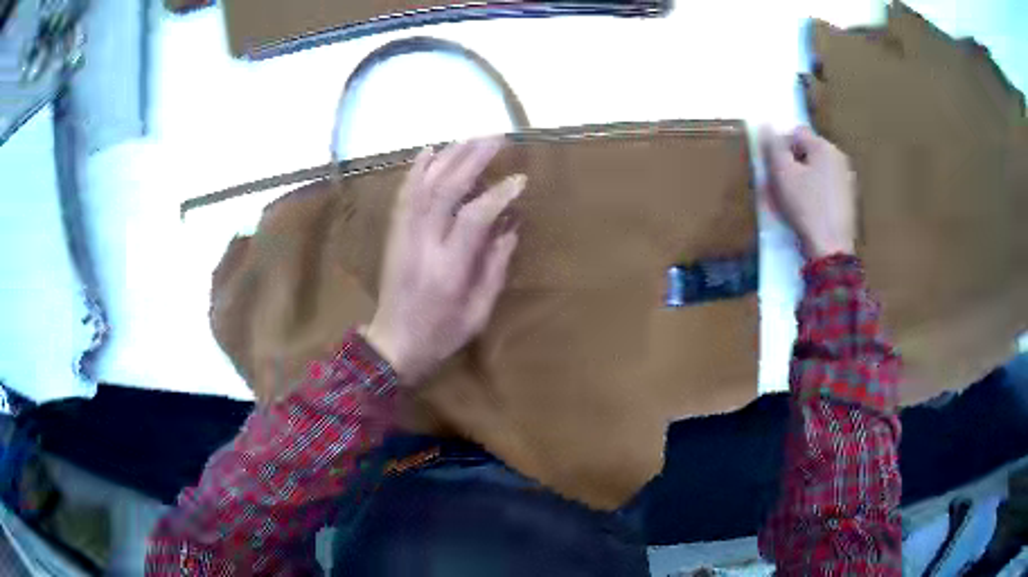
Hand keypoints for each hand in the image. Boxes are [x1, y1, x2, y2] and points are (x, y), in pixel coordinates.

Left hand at [364, 139, 523, 386]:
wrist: (392, 343)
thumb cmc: (441, 334)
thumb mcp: (478, 312)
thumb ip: (494, 267)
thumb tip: (510, 226)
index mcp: (448, 269)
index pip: (473, 217)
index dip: (499, 194)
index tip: (520, 179)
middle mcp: (422, 244)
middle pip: (445, 190)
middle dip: (472, 159)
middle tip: (496, 139)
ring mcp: (403, 236)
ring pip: (422, 185)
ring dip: (447, 157)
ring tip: (470, 138)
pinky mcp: (394, 234)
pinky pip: (404, 195)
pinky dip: (416, 170)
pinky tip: (430, 151)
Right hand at [761, 126, 856, 259]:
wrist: (831, 250)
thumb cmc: (806, 208)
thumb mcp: (782, 174)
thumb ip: (773, 146)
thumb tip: (765, 124)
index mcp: (825, 147)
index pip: (795, 133)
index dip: (780, 147)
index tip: (773, 169)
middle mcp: (839, 158)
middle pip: (807, 152)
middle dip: (791, 165)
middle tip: (779, 187)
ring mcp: (846, 180)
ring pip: (816, 171)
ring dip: (801, 180)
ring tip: (791, 203)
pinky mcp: (848, 201)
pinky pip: (825, 188)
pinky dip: (814, 194)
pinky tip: (807, 212)